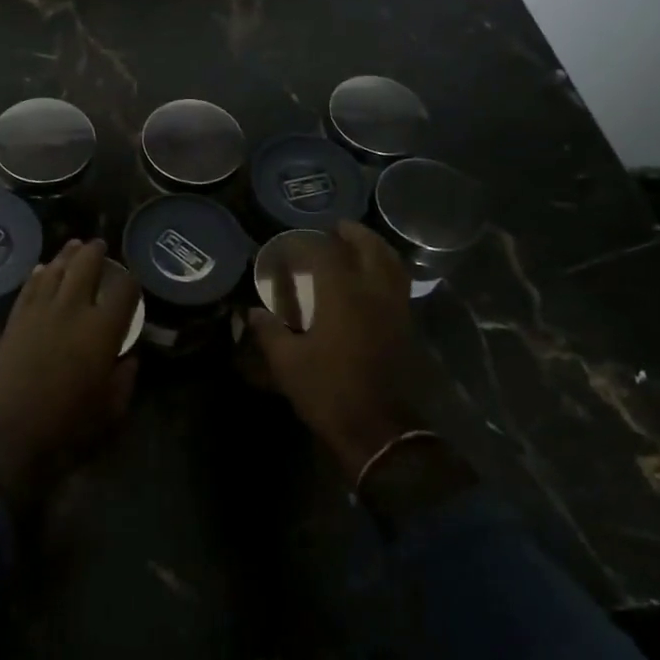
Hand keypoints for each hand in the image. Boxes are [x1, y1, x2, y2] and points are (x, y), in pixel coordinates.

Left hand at [0, 238, 140, 512]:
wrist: (12, 437)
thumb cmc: (69, 428)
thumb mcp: (112, 409)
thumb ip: (124, 377)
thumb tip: (127, 357)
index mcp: (102, 330)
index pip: (123, 289)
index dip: (130, 281)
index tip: (131, 282)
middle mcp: (72, 310)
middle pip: (85, 266)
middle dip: (96, 252)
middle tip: (100, 246)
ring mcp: (39, 311)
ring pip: (55, 270)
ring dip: (67, 256)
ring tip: (74, 247)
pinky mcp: (15, 320)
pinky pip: (29, 287)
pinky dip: (38, 274)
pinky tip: (43, 269)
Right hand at [246, 221, 429, 480]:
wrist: (378, 432)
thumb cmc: (328, 391)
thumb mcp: (287, 363)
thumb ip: (270, 331)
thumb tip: (253, 312)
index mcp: (341, 295)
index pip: (324, 253)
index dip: (305, 243)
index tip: (288, 243)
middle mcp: (373, 293)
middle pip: (369, 248)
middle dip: (353, 233)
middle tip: (336, 228)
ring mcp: (395, 309)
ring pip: (392, 264)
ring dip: (376, 248)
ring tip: (359, 245)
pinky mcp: (406, 328)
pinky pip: (400, 285)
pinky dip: (388, 270)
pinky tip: (373, 279)